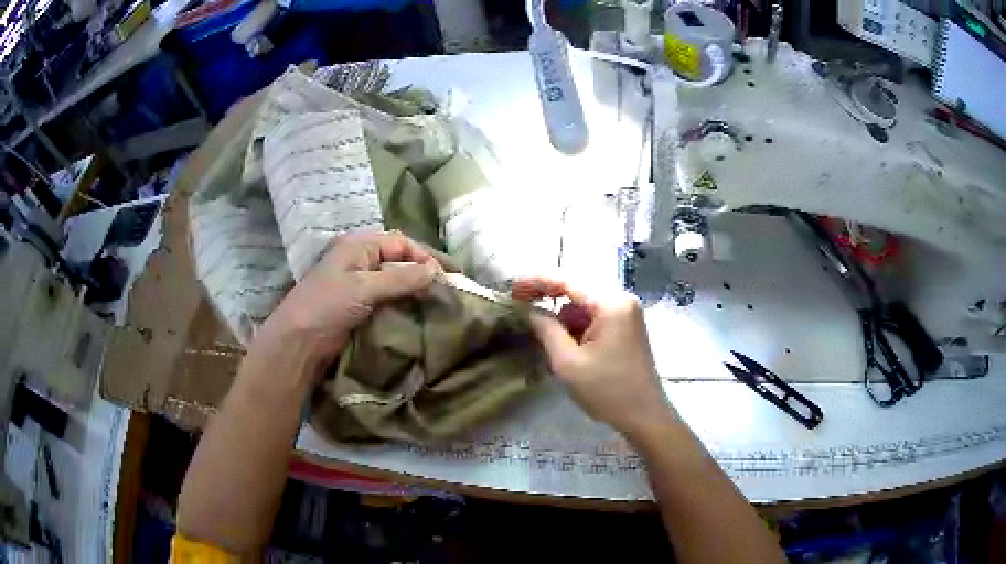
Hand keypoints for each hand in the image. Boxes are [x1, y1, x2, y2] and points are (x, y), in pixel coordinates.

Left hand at [253, 230, 443, 378]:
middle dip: (425, 272)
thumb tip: (437, 272)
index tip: (449, 277)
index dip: (426, 257)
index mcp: (359, 245)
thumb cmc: (327, 306)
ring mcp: (358, 284)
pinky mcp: (358, 306)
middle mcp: (360, 259)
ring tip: (439, 302)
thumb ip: (402, 278)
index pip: (402, 243)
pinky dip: (404, 304)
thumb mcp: (365, 288)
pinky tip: (419, 314)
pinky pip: (388, 299)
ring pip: (395, 281)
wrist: (298, 342)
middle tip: (451, 289)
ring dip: (416, 289)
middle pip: (400, 260)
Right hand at [512, 278, 675, 436]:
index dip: (536, 282)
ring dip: (562, 319)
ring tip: (541, 336)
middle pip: (576, 291)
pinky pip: (594, 319)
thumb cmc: (607, 390)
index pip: (567, 281)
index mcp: (610, 303)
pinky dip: (576, 328)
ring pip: (584, 307)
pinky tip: (563, 346)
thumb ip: (546, 330)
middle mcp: (621, 301)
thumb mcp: (568, 362)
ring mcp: (626, 314)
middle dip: (548, 299)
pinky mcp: (626, 329)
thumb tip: (530, 311)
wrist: (644, 416)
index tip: (512, 289)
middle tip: (519, 306)